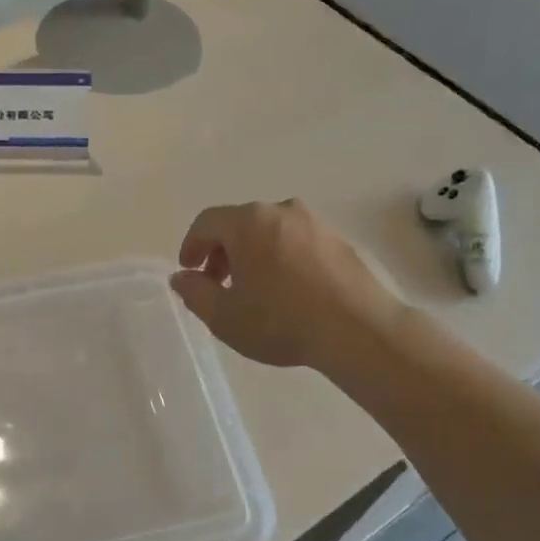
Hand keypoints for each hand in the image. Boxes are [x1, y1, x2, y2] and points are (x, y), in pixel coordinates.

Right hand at [171, 200, 404, 370]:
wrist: (358, 330)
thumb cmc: (281, 321)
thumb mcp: (223, 316)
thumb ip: (194, 293)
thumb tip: (182, 277)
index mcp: (248, 223)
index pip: (207, 222)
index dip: (191, 245)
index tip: (189, 271)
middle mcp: (281, 210)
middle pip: (239, 223)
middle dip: (222, 251)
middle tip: (218, 283)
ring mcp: (315, 222)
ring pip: (269, 231)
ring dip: (252, 254)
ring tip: (253, 289)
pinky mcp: (339, 239)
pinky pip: (296, 241)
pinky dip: (281, 257)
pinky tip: (286, 289)